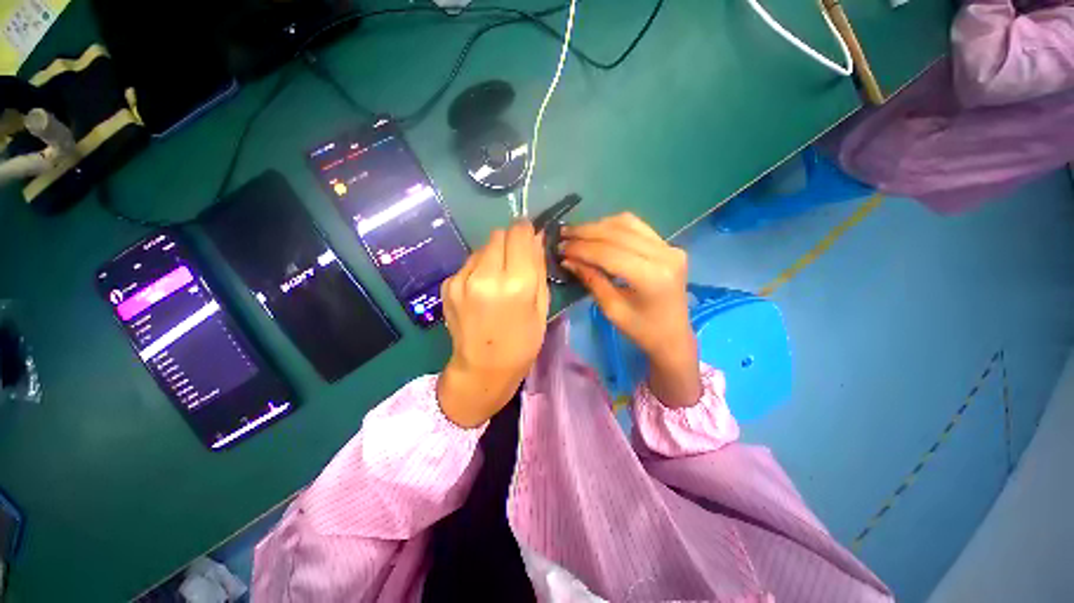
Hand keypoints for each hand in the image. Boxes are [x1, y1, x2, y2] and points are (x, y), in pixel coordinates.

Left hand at [437, 221, 550, 427]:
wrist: (483, 369)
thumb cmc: (522, 342)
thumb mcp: (541, 306)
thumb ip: (538, 267)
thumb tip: (536, 237)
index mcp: (516, 284)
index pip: (519, 232)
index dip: (526, 230)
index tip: (529, 237)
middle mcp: (486, 276)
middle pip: (498, 234)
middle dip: (510, 242)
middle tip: (515, 263)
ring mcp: (462, 280)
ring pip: (482, 247)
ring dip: (493, 256)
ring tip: (496, 281)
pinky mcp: (447, 285)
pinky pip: (468, 263)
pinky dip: (478, 269)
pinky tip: (481, 291)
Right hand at [560, 213, 700, 407]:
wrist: (674, 336)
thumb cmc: (642, 331)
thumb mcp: (612, 309)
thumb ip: (592, 280)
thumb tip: (568, 260)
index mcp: (652, 277)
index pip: (609, 253)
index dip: (581, 248)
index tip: (560, 248)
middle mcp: (665, 255)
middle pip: (618, 233)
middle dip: (586, 233)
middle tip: (563, 235)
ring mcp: (670, 247)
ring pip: (627, 224)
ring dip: (598, 226)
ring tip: (576, 233)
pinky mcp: (669, 246)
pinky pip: (637, 227)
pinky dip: (614, 226)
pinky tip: (597, 232)